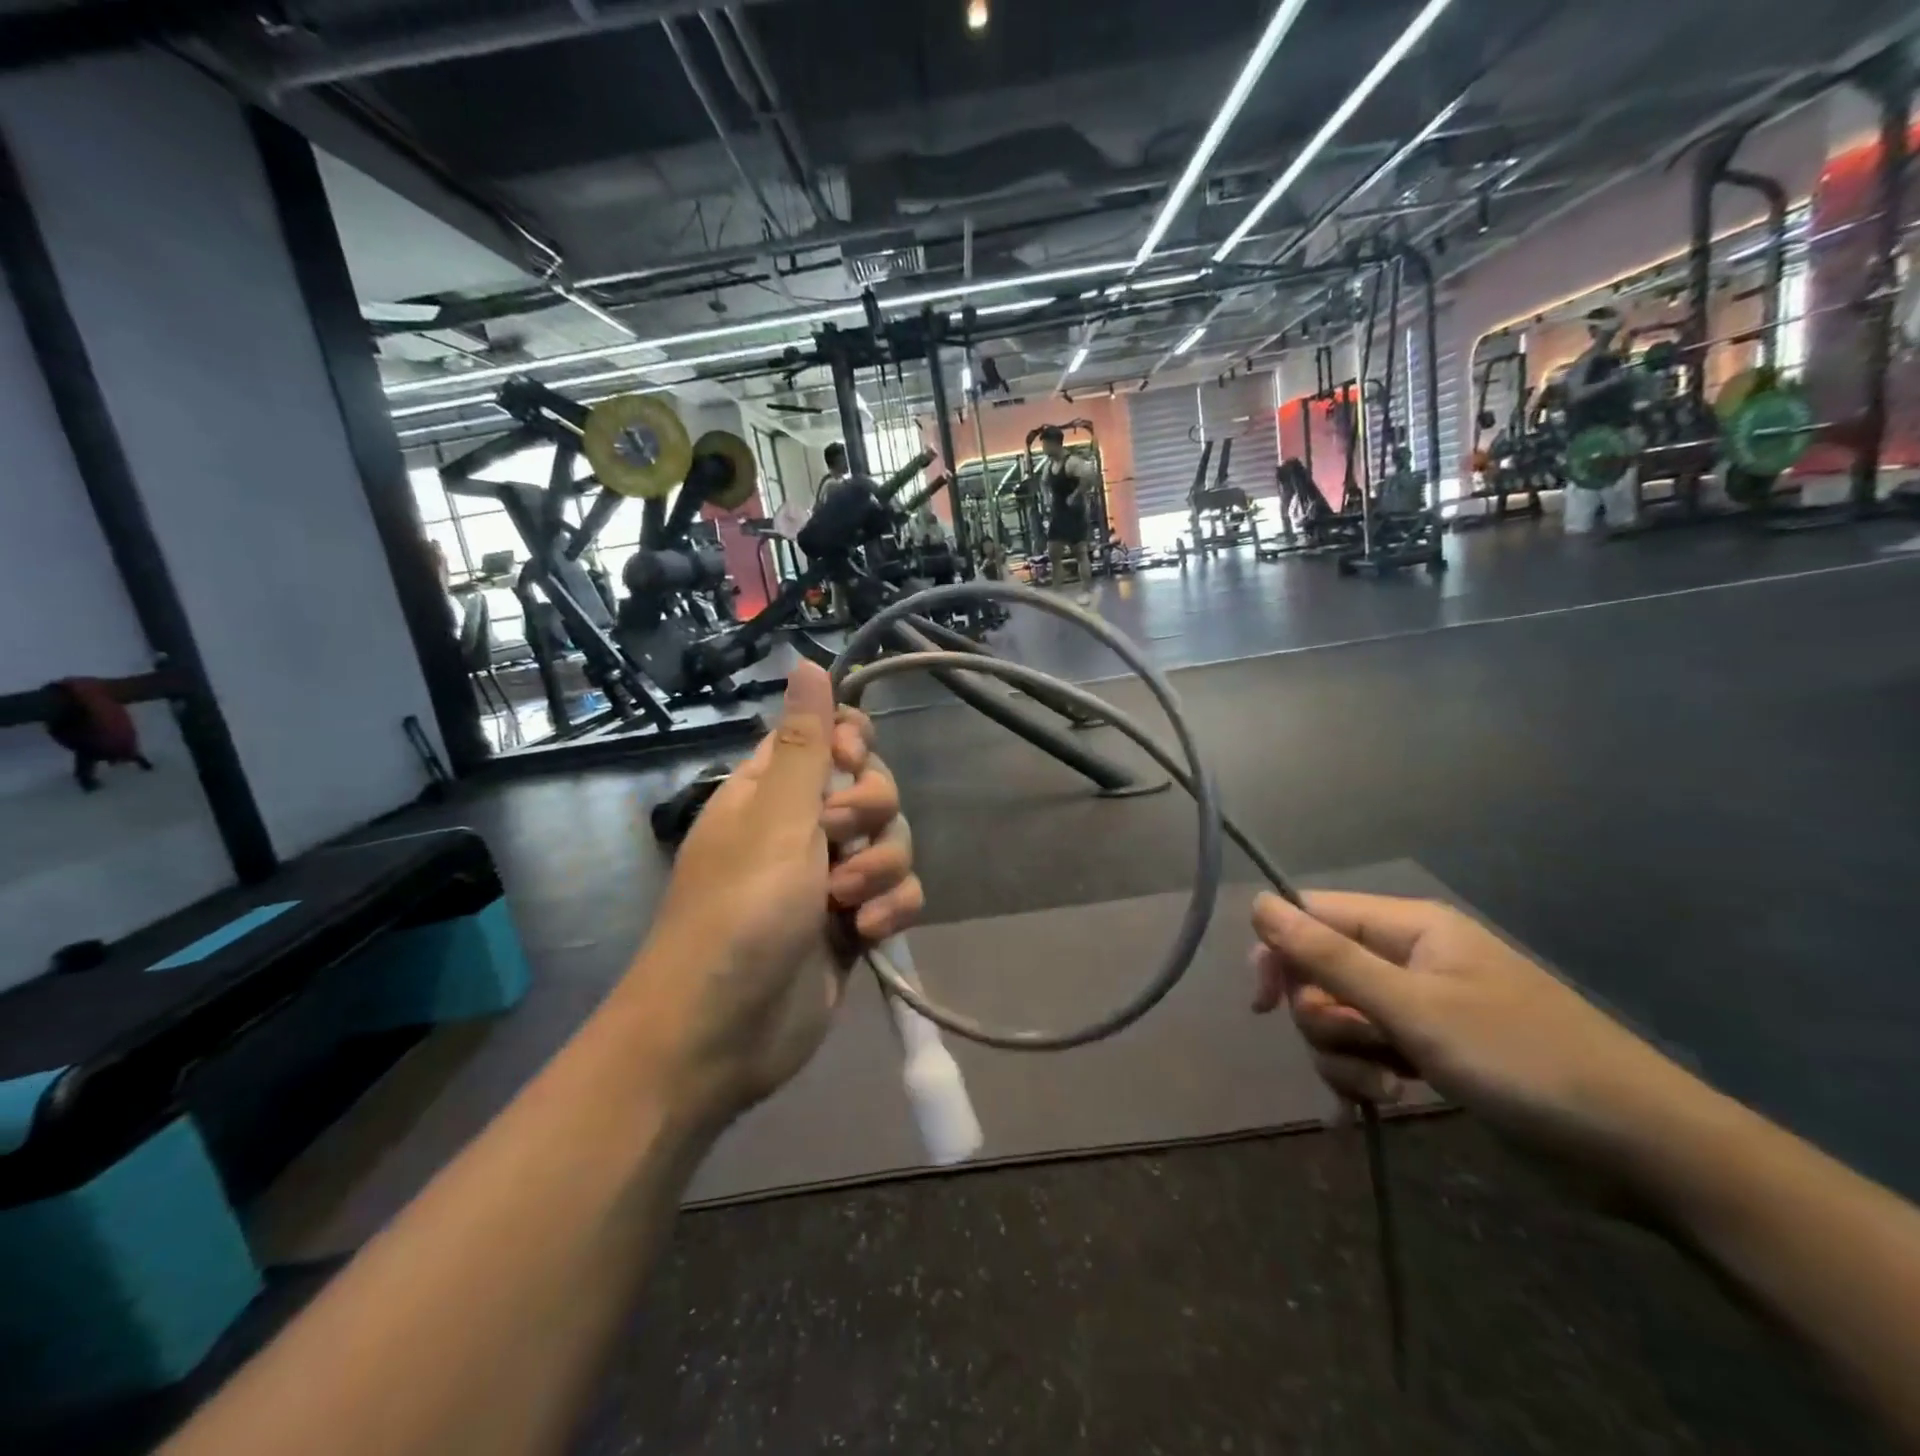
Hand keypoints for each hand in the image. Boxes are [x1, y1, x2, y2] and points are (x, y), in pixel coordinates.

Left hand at [633, 662, 923, 1119]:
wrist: (720, 1034)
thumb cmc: (738, 912)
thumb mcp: (775, 818)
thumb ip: (804, 743)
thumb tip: (807, 662)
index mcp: (773, 789)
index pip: (832, 736)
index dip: (854, 745)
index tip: (850, 766)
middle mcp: (804, 827)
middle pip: (874, 788)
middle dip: (871, 814)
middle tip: (839, 841)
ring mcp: (830, 877)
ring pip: (893, 842)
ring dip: (881, 868)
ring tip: (848, 903)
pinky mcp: (853, 924)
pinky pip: (897, 893)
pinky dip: (891, 908)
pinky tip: (867, 934)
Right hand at [1251, 891, 1706, 1176]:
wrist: (1644, 1150)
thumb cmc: (1523, 1061)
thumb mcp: (1414, 1008)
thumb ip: (1329, 957)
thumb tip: (1259, 902)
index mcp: (1409, 927)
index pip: (1312, 916)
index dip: (1279, 954)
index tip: (1263, 1005)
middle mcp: (1409, 958)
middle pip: (1320, 973)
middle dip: (1323, 1020)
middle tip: (1359, 1052)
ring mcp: (1421, 1007)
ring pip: (1340, 1017)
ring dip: (1344, 1057)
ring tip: (1385, 1089)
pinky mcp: (1432, 1052)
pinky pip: (1369, 1051)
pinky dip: (1362, 1077)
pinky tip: (1373, 1107)